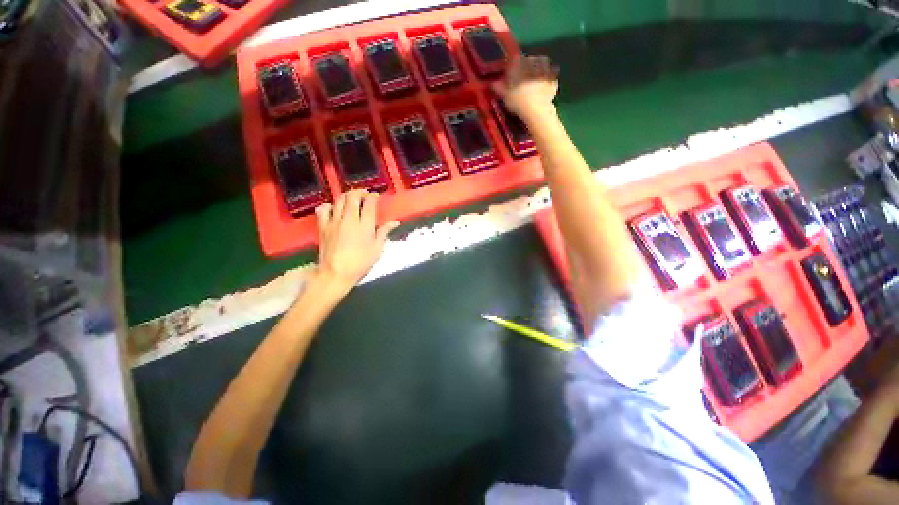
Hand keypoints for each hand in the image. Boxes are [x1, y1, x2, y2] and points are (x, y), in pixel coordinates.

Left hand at [315, 190, 398, 293]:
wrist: (336, 273)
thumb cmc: (360, 263)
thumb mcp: (377, 249)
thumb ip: (384, 232)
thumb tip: (395, 222)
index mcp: (365, 226)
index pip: (369, 203)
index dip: (373, 197)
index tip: (375, 197)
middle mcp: (349, 219)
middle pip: (352, 197)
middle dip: (359, 192)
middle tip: (364, 195)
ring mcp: (334, 221)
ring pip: (339, 200)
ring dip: (347, 196)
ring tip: (352, 200)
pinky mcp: (323, 226)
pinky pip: (323, 209)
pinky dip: (329, 206)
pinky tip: (334, 209)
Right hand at [492, 55, 558, 122]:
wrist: (536, 110)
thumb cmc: (517, 101)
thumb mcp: (504, 95)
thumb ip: (498, 87)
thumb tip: (493, 83)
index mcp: (518, 62)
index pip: (513, 61)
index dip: (510, 69)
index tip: (509, 77)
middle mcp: (532, 60)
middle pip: (527, 61)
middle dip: (524, 69)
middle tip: (521, 81)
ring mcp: (545, 68)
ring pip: (540, 65)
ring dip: (537, 70)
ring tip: (533, 82)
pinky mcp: (553, 78)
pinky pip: (549, 76)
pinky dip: (546, 80)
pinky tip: (542, 88)